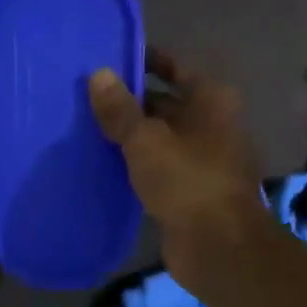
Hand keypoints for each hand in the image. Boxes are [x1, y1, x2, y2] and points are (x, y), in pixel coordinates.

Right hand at [88, 50, 270, 295]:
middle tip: (89, 99)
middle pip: (168, 104)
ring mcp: (203, 160)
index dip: (147, 62)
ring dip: (132, 136)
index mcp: (211, 100)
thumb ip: (120, 110)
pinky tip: (106, 165)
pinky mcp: (191, 191)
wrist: (217, 245)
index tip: (112, 61)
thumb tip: (98, 75)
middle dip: (133, 102)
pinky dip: (137, 164)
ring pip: (161, 139)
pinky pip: (159, 168)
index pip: (176, 68)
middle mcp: (212, 125)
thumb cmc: (187, 180)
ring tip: (89, 129)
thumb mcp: (146, 140)